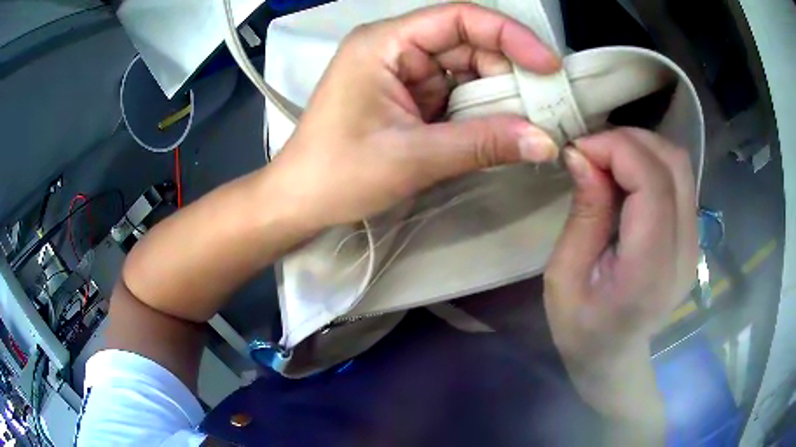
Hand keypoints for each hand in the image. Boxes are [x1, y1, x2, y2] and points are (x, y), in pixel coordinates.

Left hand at [267, 3, 560, 228]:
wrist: (301, 201)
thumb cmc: (339, 174)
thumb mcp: (412, 158)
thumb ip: (482, 144)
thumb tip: (545, 142)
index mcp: (385, 44)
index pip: (458, 19)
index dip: (509, 35)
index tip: (549, 66)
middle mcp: (396, 49)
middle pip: (468, 44)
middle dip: (510, 73)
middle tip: (547, 107)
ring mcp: (404, 74)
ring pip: (468, 71)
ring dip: (500, 95)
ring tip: (531, 123)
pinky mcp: (410, 99)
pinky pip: (457, 94)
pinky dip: (483, 111)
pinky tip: (503, 130)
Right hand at [544, 128, 697, 431]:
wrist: (614, 358)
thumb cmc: (580, 328)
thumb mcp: (563, 277)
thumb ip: (584, 214)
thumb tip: (582, 155)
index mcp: (650, 271)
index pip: (653, 184)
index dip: (617, 149)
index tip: (579, 148)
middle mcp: (684, 251)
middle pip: (674, 164)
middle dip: (629, 140)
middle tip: (591, 150)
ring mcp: (694, 243)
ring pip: (680, 165)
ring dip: (641, 148)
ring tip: (607, 159)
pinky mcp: (693, 237)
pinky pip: (679, 180)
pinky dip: (651, 163)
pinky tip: (626, 176)